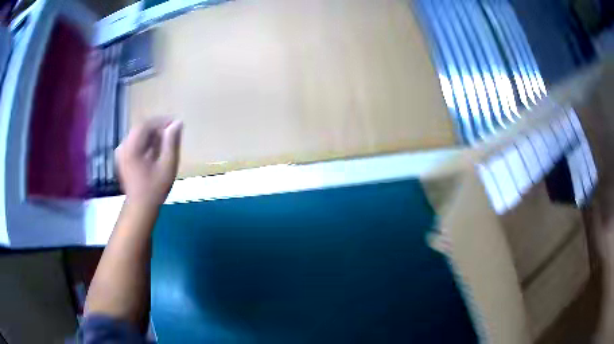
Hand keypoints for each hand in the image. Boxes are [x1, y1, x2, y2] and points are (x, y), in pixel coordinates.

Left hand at [115, 118, 182, 206]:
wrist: (140, 207)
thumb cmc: (155, 188)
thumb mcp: (167, 165)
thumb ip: (171, 142)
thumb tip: (177, 123)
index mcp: (132, 147)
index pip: (146, 125)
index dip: (161, 121)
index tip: (175, 123)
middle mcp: (124, 147)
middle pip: (140, 128)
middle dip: (156, 128)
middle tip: (171, 132)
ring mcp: (122, 153)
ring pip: (137, 135)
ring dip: (151, 135)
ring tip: (165, 141)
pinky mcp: (123, 158)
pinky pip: (134, 142)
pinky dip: (145, 142)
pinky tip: (154, 150)